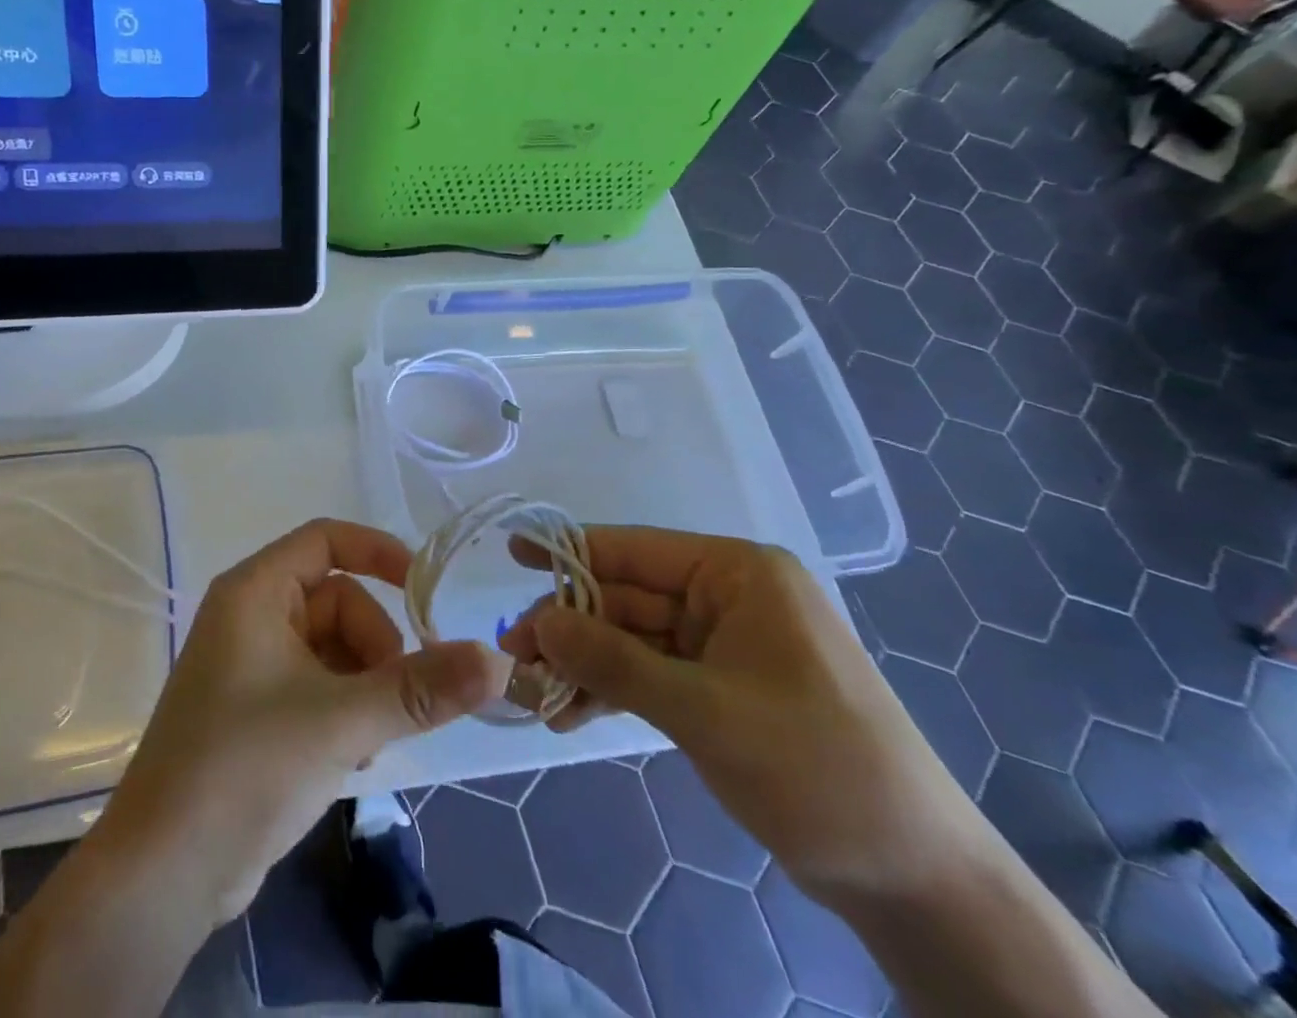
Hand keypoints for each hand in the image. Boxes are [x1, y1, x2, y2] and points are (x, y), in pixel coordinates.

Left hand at [91, 519, 511, 925]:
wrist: (163, 874)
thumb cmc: (245, 767)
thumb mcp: (343, 721)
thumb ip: (422, 689)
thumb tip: (498, 661)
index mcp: (255, 591)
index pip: (326, 540)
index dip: (379, 553)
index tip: (426, 590)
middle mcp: (250, 616)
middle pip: (339, 601)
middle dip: (377, 646)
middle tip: (396, 699)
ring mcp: (250, 666)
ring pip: (333, 649)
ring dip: (366, 685)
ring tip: (370, 738)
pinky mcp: (255, 711)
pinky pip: (318, 685)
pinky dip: (345, 709)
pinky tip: (353, 757)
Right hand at [501, 528, 987, 905]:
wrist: (916, 879)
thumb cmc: (817, 769)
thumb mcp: (705, 711)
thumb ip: (614, 661)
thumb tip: (538, 623)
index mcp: (738, 573)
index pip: (633, 549)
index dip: (568, 551)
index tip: (511, 555)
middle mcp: (729, 595)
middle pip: (627, 597)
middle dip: (571, 626)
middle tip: (515, 659)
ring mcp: (726, 643)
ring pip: (634, 639)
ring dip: (587, 665)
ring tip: (536, 696)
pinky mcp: (723, 688)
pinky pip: (653, 674)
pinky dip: (614, 691)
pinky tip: (572, 716)